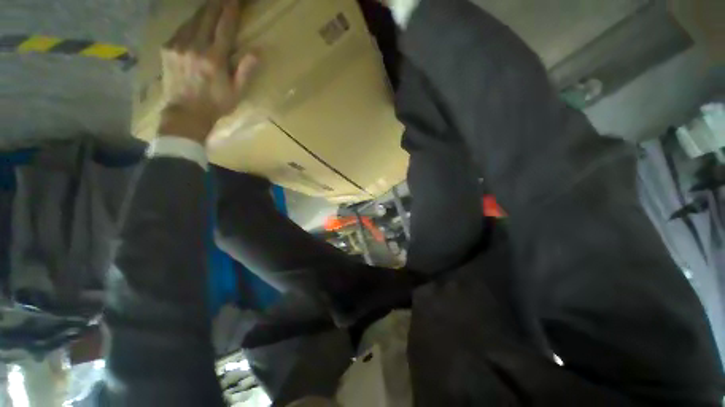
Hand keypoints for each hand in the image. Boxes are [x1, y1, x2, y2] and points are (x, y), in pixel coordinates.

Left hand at [159, 0, 257, 143]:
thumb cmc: (216, 104)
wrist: (185, 113)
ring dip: (204, 10)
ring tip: (212, 3)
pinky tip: (196, 22)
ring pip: (192, 20)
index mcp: (214, 59)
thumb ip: (245, 71)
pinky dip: (191, 22)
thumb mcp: (236, 93)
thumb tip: (257, 52)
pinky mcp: (167, 48)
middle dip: (217, 3)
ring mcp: (178, 46)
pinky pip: (181, 29)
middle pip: (206, 17)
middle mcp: (195, 47)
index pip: (224, 28)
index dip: (231, 10)